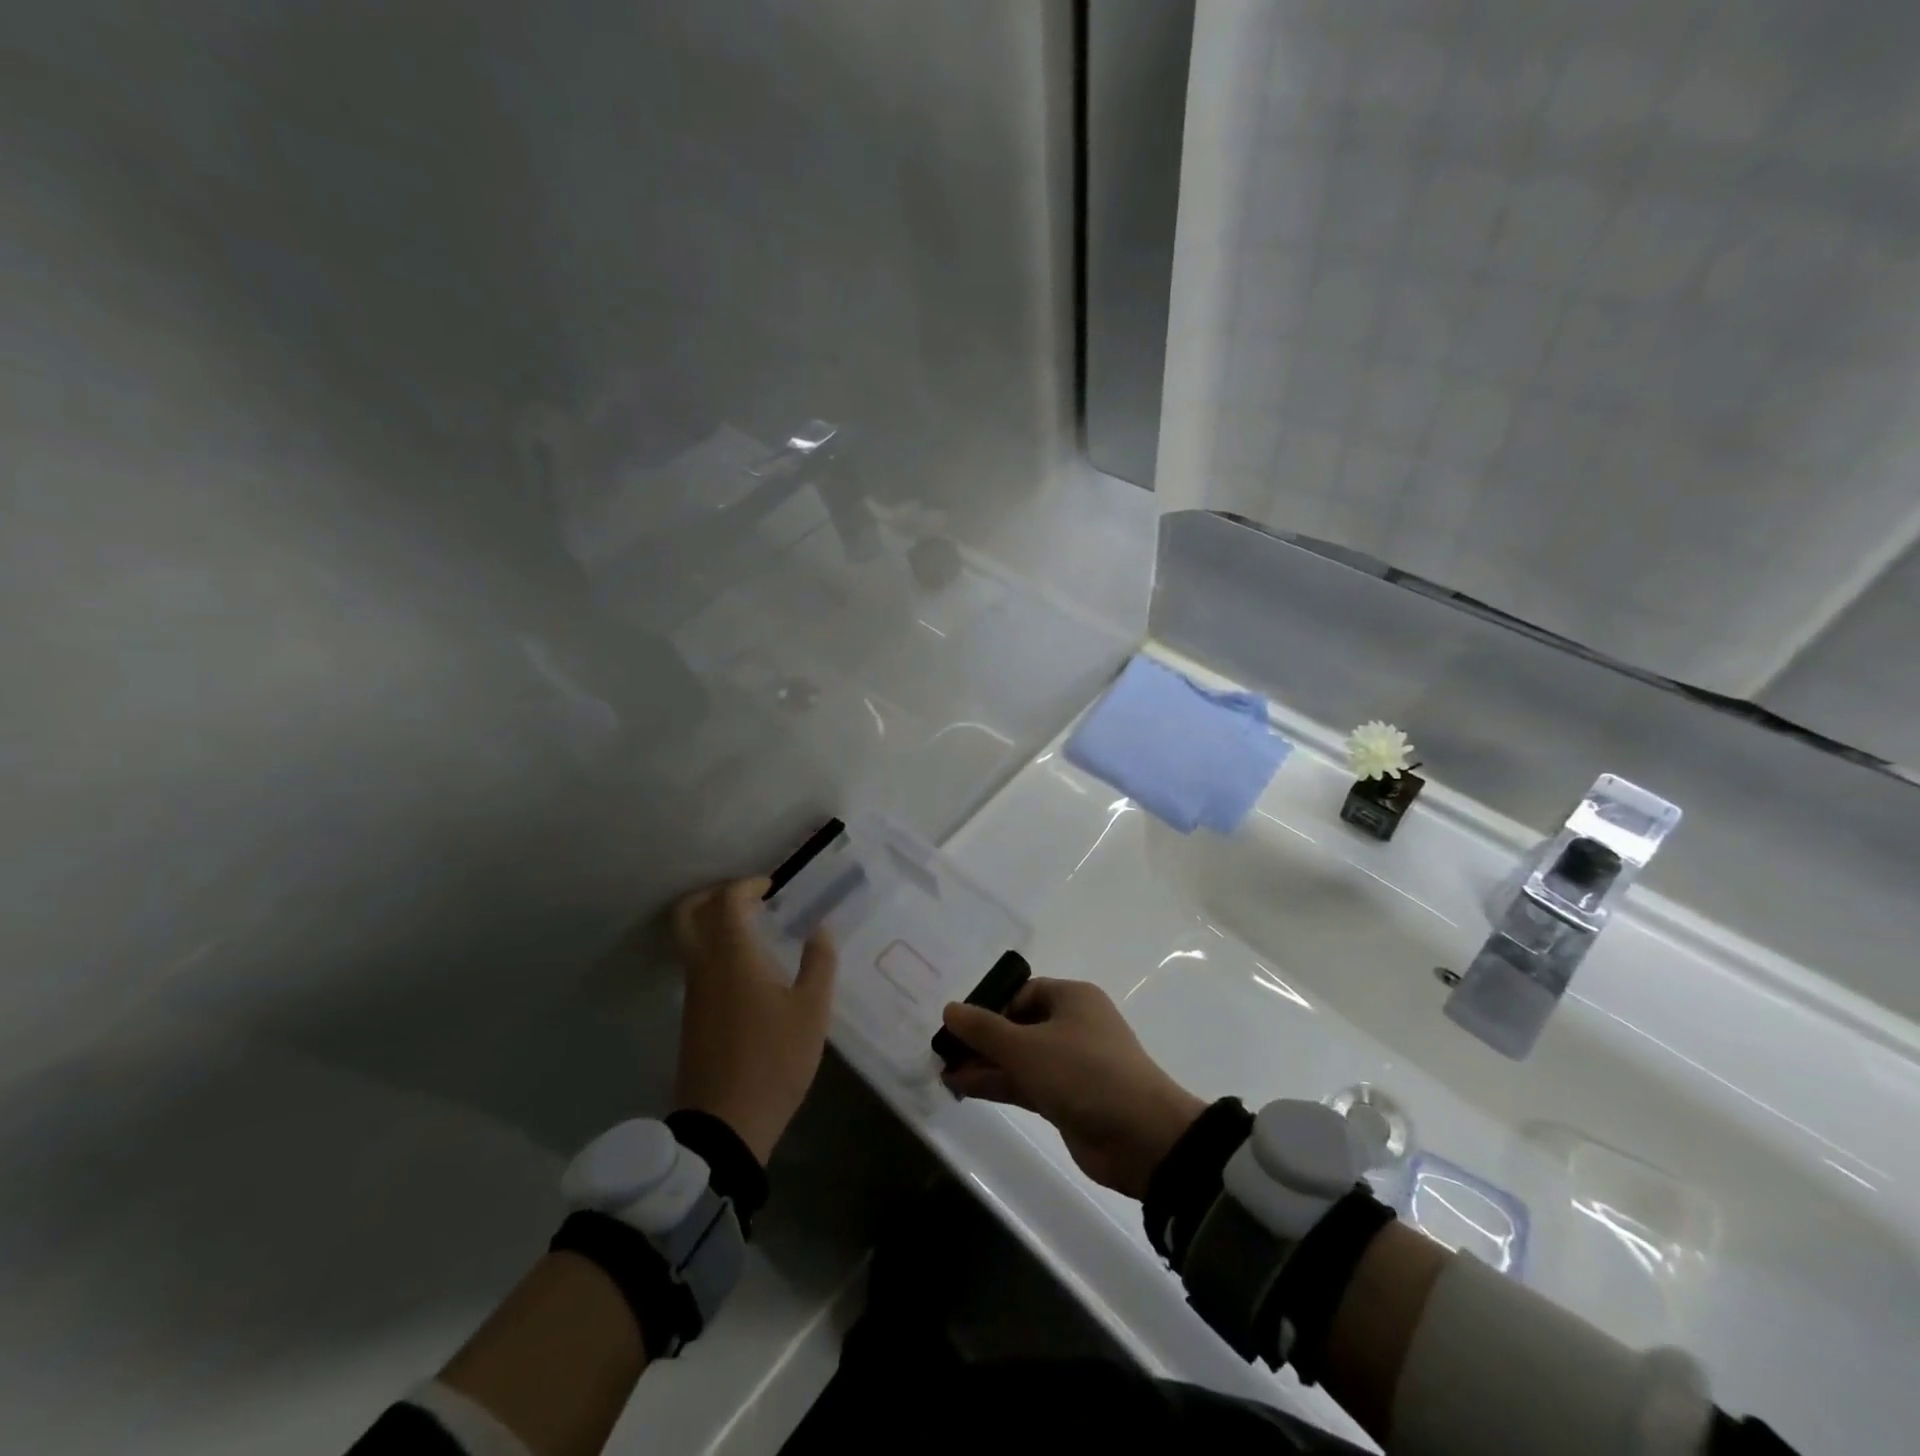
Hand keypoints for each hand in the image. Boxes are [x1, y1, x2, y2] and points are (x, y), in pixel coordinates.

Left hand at [670, 878, 835, 1163]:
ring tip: (754, 929)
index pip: (726, 901)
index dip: (746, 885)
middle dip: (712, 895)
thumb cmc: (774, 1060)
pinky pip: (696, 965)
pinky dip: (715, 949)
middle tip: (747, 897)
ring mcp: (693, 994)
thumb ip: (819, 963)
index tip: (770, 887)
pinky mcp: (692, 1017)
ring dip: (713, 923)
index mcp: (732, 957)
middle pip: (688, 914)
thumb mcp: (812, 1011)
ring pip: (689, 940)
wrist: (724, 1125)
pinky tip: (748, 967)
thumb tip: (820, 930)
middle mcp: (704, 967)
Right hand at [940, 978, 1205, 1199]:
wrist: (1142, 1137)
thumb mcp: (1027, 1047)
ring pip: (1020, 1057)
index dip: (989, 1005)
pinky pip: (1026, 1083)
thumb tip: (950, 1009)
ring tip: (944, 1072)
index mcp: (1071, 998)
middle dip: (982, 1038)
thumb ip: (985, 1029)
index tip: (958, 1025)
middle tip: (943, 1051)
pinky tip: (962, 1088)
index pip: (1021, 992)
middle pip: (1018, 1025)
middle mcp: (1072, 1025)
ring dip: (985, 1064)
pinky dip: (998, 1084)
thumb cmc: (1084, 1074)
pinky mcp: (1068, 1098)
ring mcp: (1071, 1064)